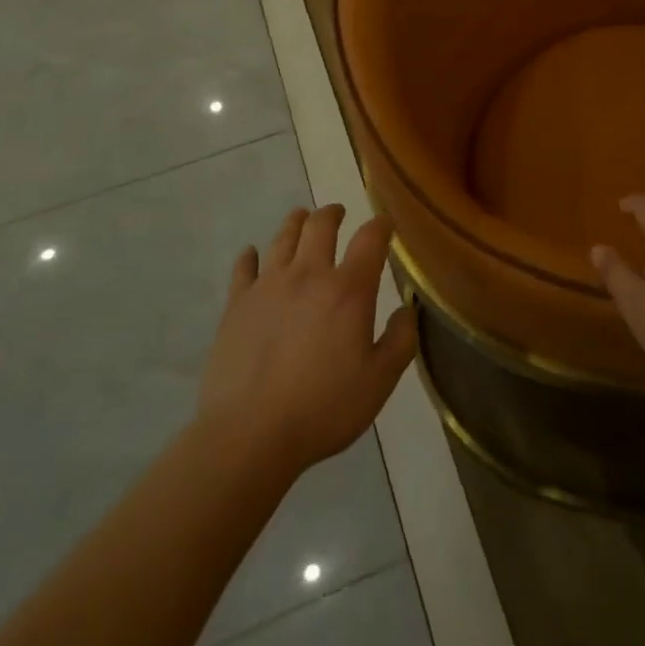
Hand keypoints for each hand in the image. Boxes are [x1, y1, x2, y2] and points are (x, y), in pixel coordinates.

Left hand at [198, 204, 417, 478]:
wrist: (249, 433)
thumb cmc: (323, 408)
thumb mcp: (379, 383)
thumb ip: (400, 341)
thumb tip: (408, 310)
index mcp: (347, 290)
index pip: (370, 239)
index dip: (380, 225)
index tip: (385, 223)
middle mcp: (308, 275)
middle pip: (320, 225)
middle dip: (332, 213)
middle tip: (338, 212)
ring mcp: (268, 285)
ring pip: (283, 237)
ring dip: (296, 222)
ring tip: (301, 218)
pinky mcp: (236, 303)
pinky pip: (244, 268)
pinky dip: (250, 256)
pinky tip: (252, 255)